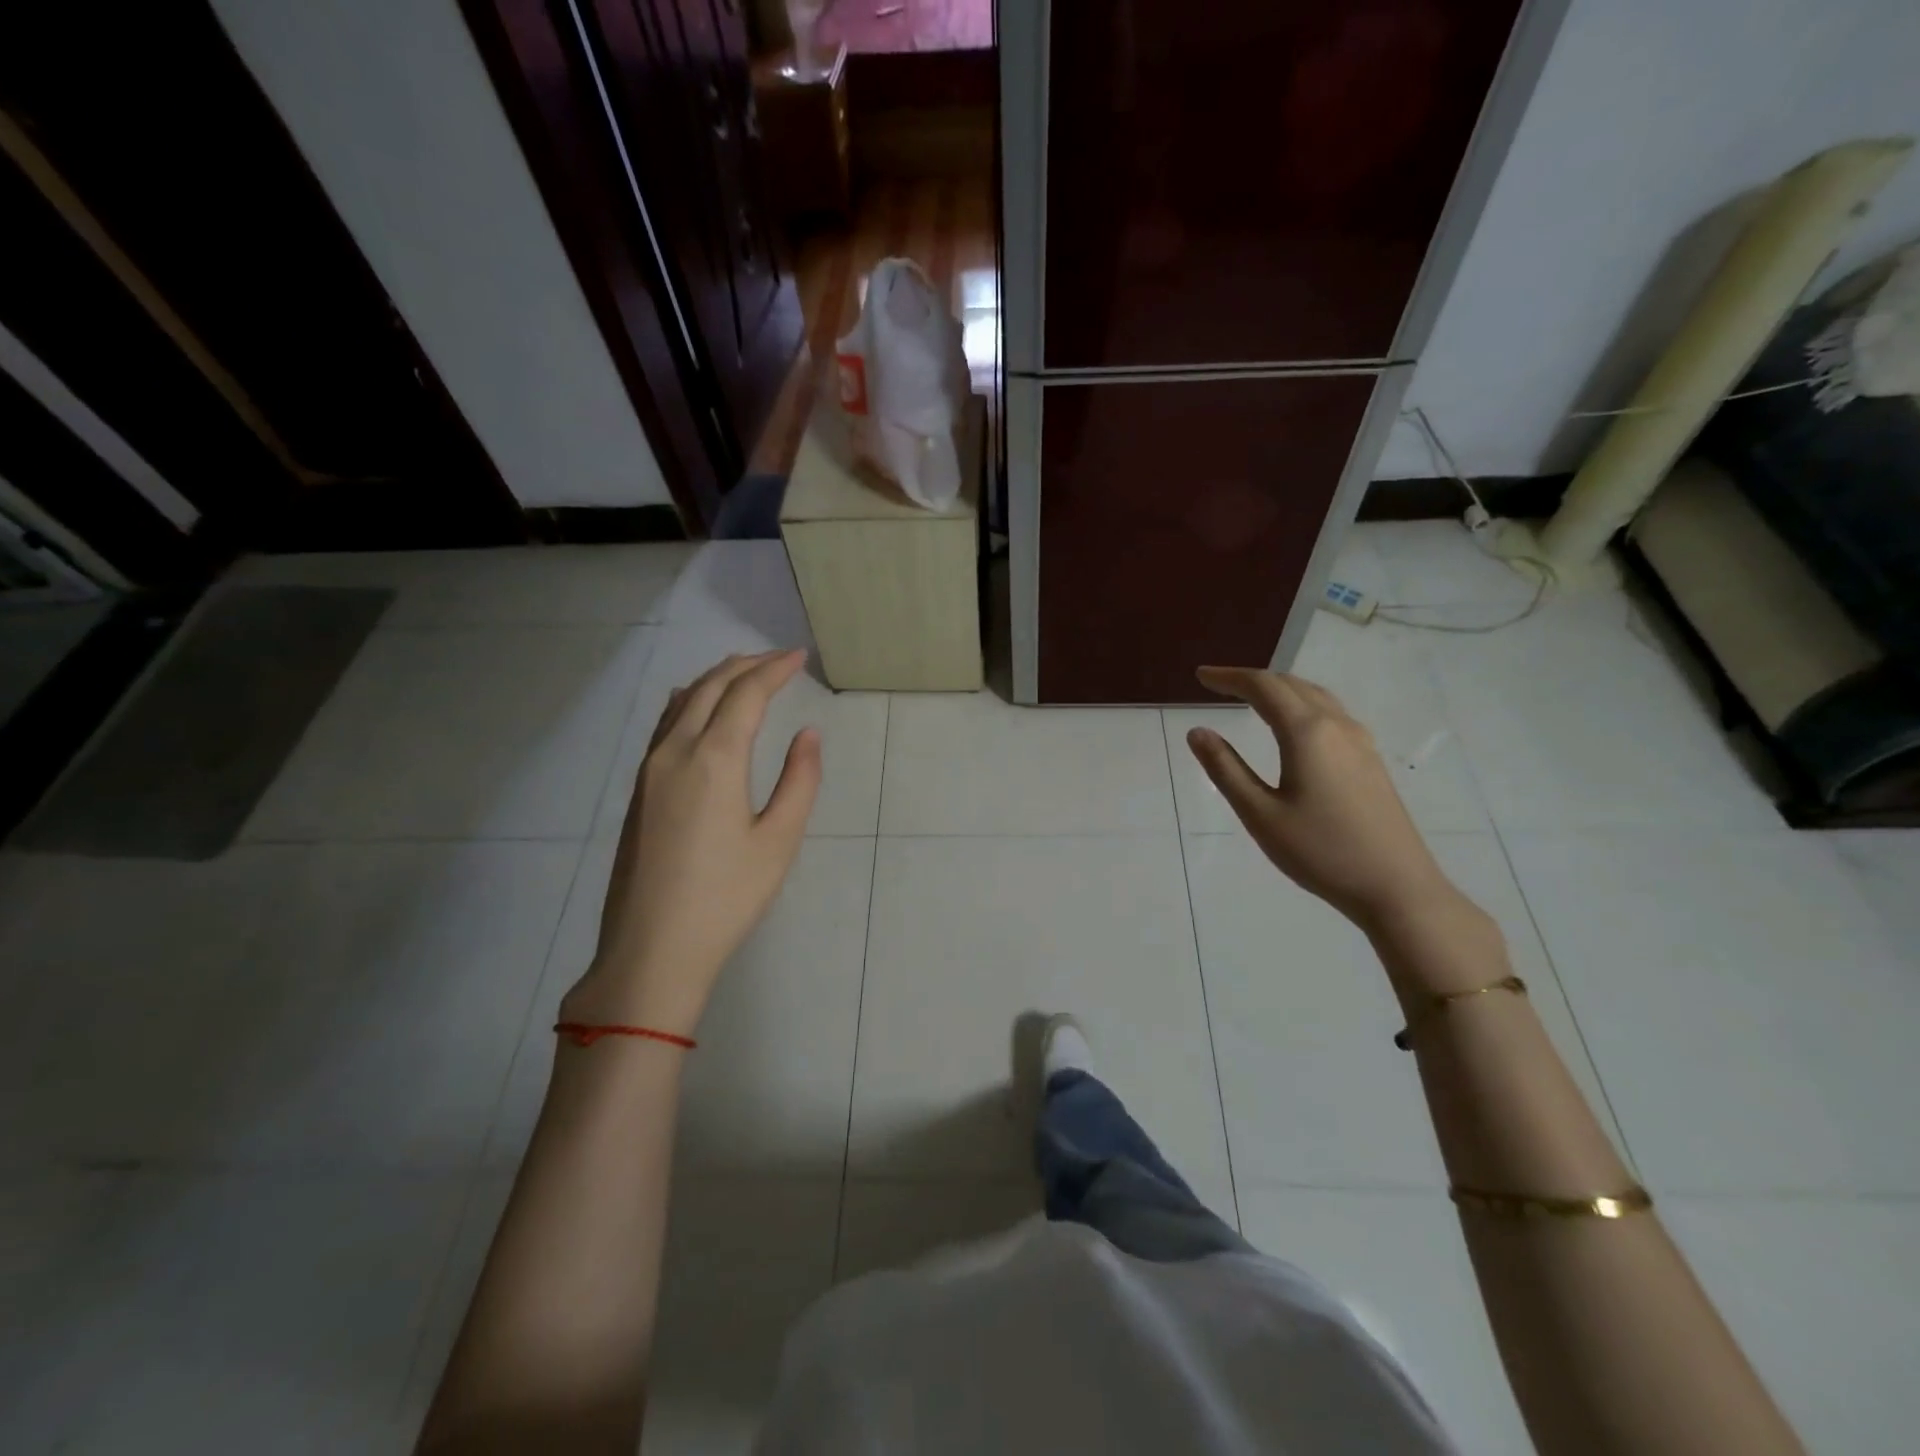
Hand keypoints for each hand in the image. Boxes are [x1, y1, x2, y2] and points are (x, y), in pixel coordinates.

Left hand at [563, 651, 820, 1035]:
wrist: (652, 949)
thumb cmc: (726, 898)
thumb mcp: (778, 841)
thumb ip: (799, 780)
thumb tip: (808, 734)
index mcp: (714, 759)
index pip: (746, 694)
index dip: (775, 669)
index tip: (799, 656)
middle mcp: (675, 750)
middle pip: (710, 687)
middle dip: (747, 665)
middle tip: (779, 659)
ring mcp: (649, 769)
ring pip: (682, 701)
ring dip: (716, 679)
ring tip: (745, 672)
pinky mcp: (638, 789)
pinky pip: (665, 723)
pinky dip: (690, 700)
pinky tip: (698, 707)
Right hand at [1187, 666, 1461, 933]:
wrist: (1396, 887)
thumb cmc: (1320, 852)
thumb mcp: (1260, 813)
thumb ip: (1226, 769)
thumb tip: (1197, 732)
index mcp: (1307, 732)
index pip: (1263, 687)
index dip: (1229, 678)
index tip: (1200, 676)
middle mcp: (1336, 726)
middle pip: (1291, 684)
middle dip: (1252, 680)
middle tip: (1218, 685)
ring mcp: (1360, 742)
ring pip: (1315, 696)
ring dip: (1280, 689)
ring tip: (1251, 698)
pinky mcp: (1370, 760)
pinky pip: (1331, 714)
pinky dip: (1301, 705)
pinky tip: (1293, 726)